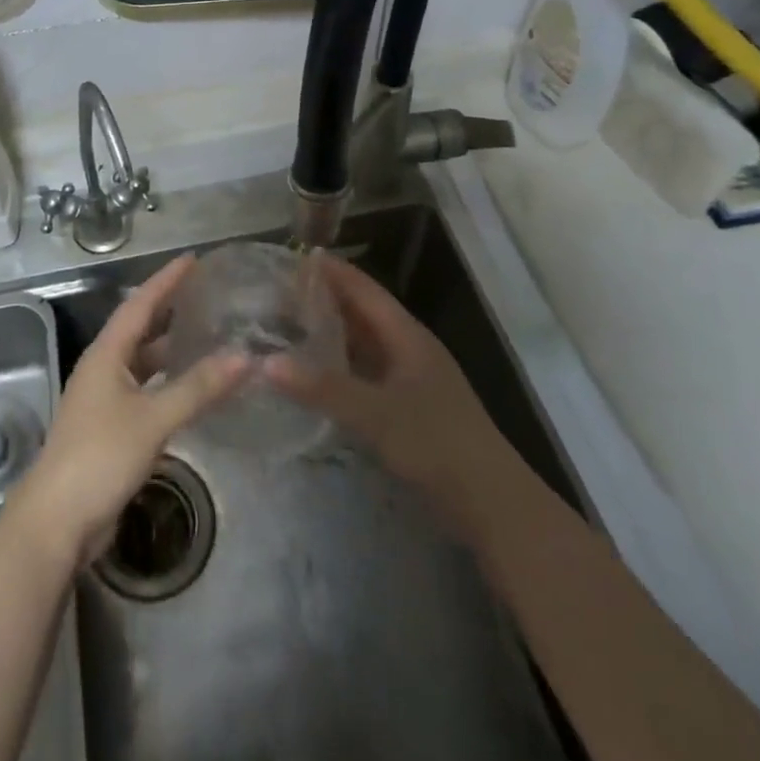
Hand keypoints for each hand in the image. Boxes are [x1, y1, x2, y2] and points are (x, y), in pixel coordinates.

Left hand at [11, 254, 249, 569]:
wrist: (57, 520)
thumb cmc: (101, 456)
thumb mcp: (153, 419)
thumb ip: (198, 387)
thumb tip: (244, 356)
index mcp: (106, 354)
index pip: (139, 304)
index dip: (166, 280)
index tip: (193, 260)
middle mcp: (103, 368)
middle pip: (139, 329)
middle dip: (169, 310)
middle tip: (206, 295)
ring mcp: (104, 400)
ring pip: (143, 363)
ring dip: (170, 349)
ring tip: (206, 336)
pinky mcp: (110, 428)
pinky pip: (145, 391)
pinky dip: (168, 383)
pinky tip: (191, 389)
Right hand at [265, 255, 504, 529]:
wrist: (493, 504)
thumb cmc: (437, 445)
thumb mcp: (376, 414)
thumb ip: (323, 388)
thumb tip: (266, 362)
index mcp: (406, 335)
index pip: (363, 289)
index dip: (332, 271)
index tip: (293, 256)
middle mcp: (408, 349)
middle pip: (362, 312)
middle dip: (324, 299)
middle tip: (279, 291)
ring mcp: (410, 379)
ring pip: (363, 344)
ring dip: (330, 333)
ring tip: (288, 325)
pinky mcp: (408, 408)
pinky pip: (365, 372)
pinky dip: (339, 366)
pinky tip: (315, 374)